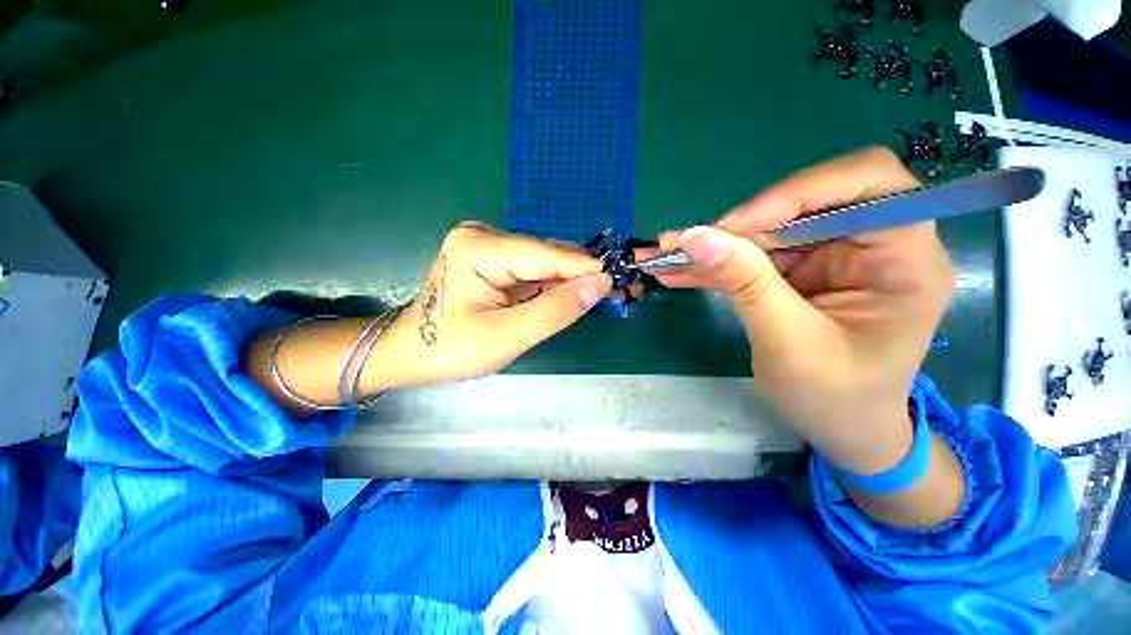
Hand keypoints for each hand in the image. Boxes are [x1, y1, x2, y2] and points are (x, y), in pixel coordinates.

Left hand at [380, 222, 611, 386]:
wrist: (410, 352)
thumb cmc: (450, 350)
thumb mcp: (507, 337)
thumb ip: (555, 310)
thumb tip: (600, 284)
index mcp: (480, 248)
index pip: (548, 255)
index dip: (589, 268)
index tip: (624, 280)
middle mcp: (485, 235)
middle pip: (548, 255)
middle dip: (584, 276)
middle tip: (620, 291)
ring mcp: (488, 244)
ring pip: (545, 262)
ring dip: (572, 281)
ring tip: (604, 295)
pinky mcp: (493, 258)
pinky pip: (534, 269)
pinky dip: (555, 285)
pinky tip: (573, 296)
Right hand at [651, 147, 955, 474]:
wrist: (840, 430)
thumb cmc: (834, 400)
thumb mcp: (788, 344)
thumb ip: (746, 284)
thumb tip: (695, 236)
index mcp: (905, 260)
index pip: (866, 182)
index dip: (797, 192)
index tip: (735, 227)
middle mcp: (872, 246)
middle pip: (802, 206)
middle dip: (737, 228)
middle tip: (681, 247)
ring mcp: (833, 258)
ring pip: (767, 231)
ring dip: (714, 247)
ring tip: (664, 258)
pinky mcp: (802, 273)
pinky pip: (753, 257)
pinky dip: (714, 265)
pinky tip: (678, 272)